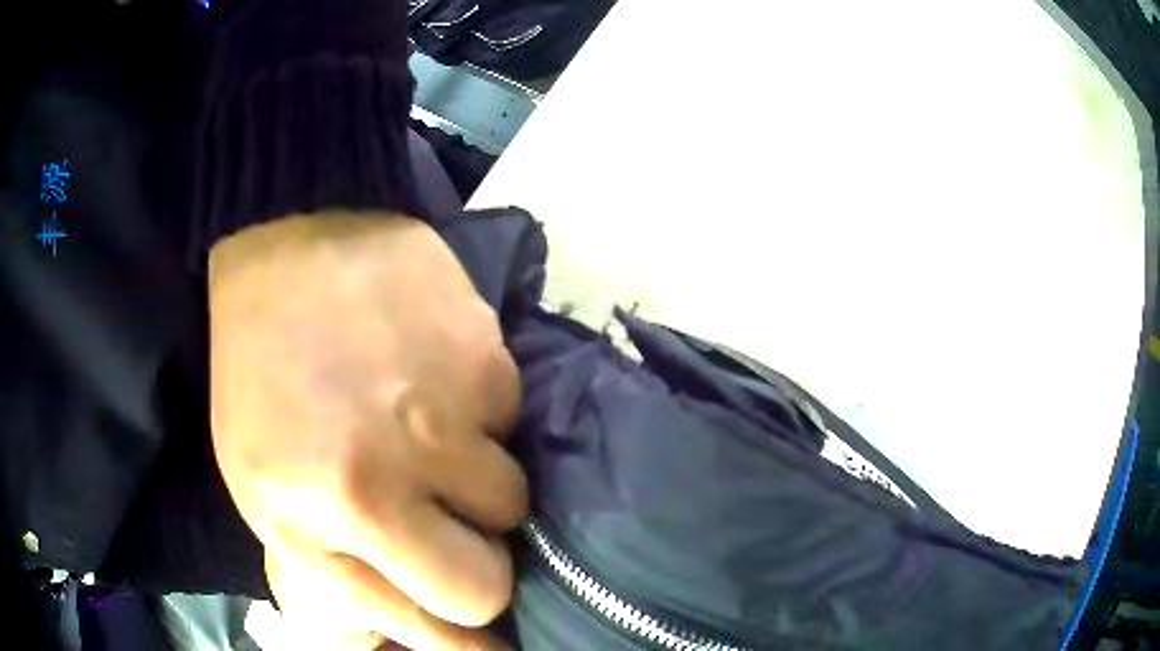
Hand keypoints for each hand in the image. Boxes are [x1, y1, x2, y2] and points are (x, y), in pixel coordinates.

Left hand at [208, 213, 526, 649]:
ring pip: (513, 502)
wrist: (291, 246)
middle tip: (447, 529)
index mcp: (316, 514)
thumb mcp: (265, 489)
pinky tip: (436, 376)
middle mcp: (382, 479)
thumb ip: (338, 566)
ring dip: (480, 487)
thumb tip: (416, 621)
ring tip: (431, 434)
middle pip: (488, 583)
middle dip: (477, 569)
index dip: (468, 646)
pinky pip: (512, 426)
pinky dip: (483, 417)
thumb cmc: (261, 376)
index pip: (428, 619)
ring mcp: (442, 416)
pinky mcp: (487, 360)